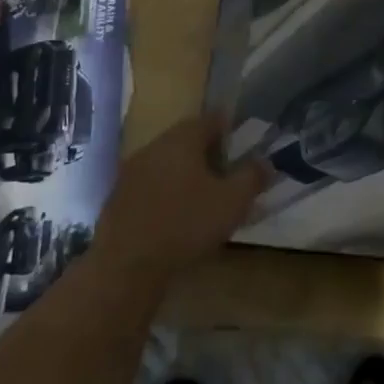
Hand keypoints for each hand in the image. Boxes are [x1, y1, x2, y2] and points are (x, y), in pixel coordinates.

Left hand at [93, 115, 267, 290]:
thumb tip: (265, 162)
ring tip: (204, 199)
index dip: (231, 131)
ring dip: (186, 175)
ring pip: (168, 163)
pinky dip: (167, 194)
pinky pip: (151, 186)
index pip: (211, 119)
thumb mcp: (233, 201)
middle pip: (187, 140)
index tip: (243, 149)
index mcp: (182, 138)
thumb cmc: (186, 224)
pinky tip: (176, 218)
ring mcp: (132, 171)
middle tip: (228, 176)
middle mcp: (154, 146)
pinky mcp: (118, 198)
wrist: (126, 265)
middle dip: (209, 154)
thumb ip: (252, 177)